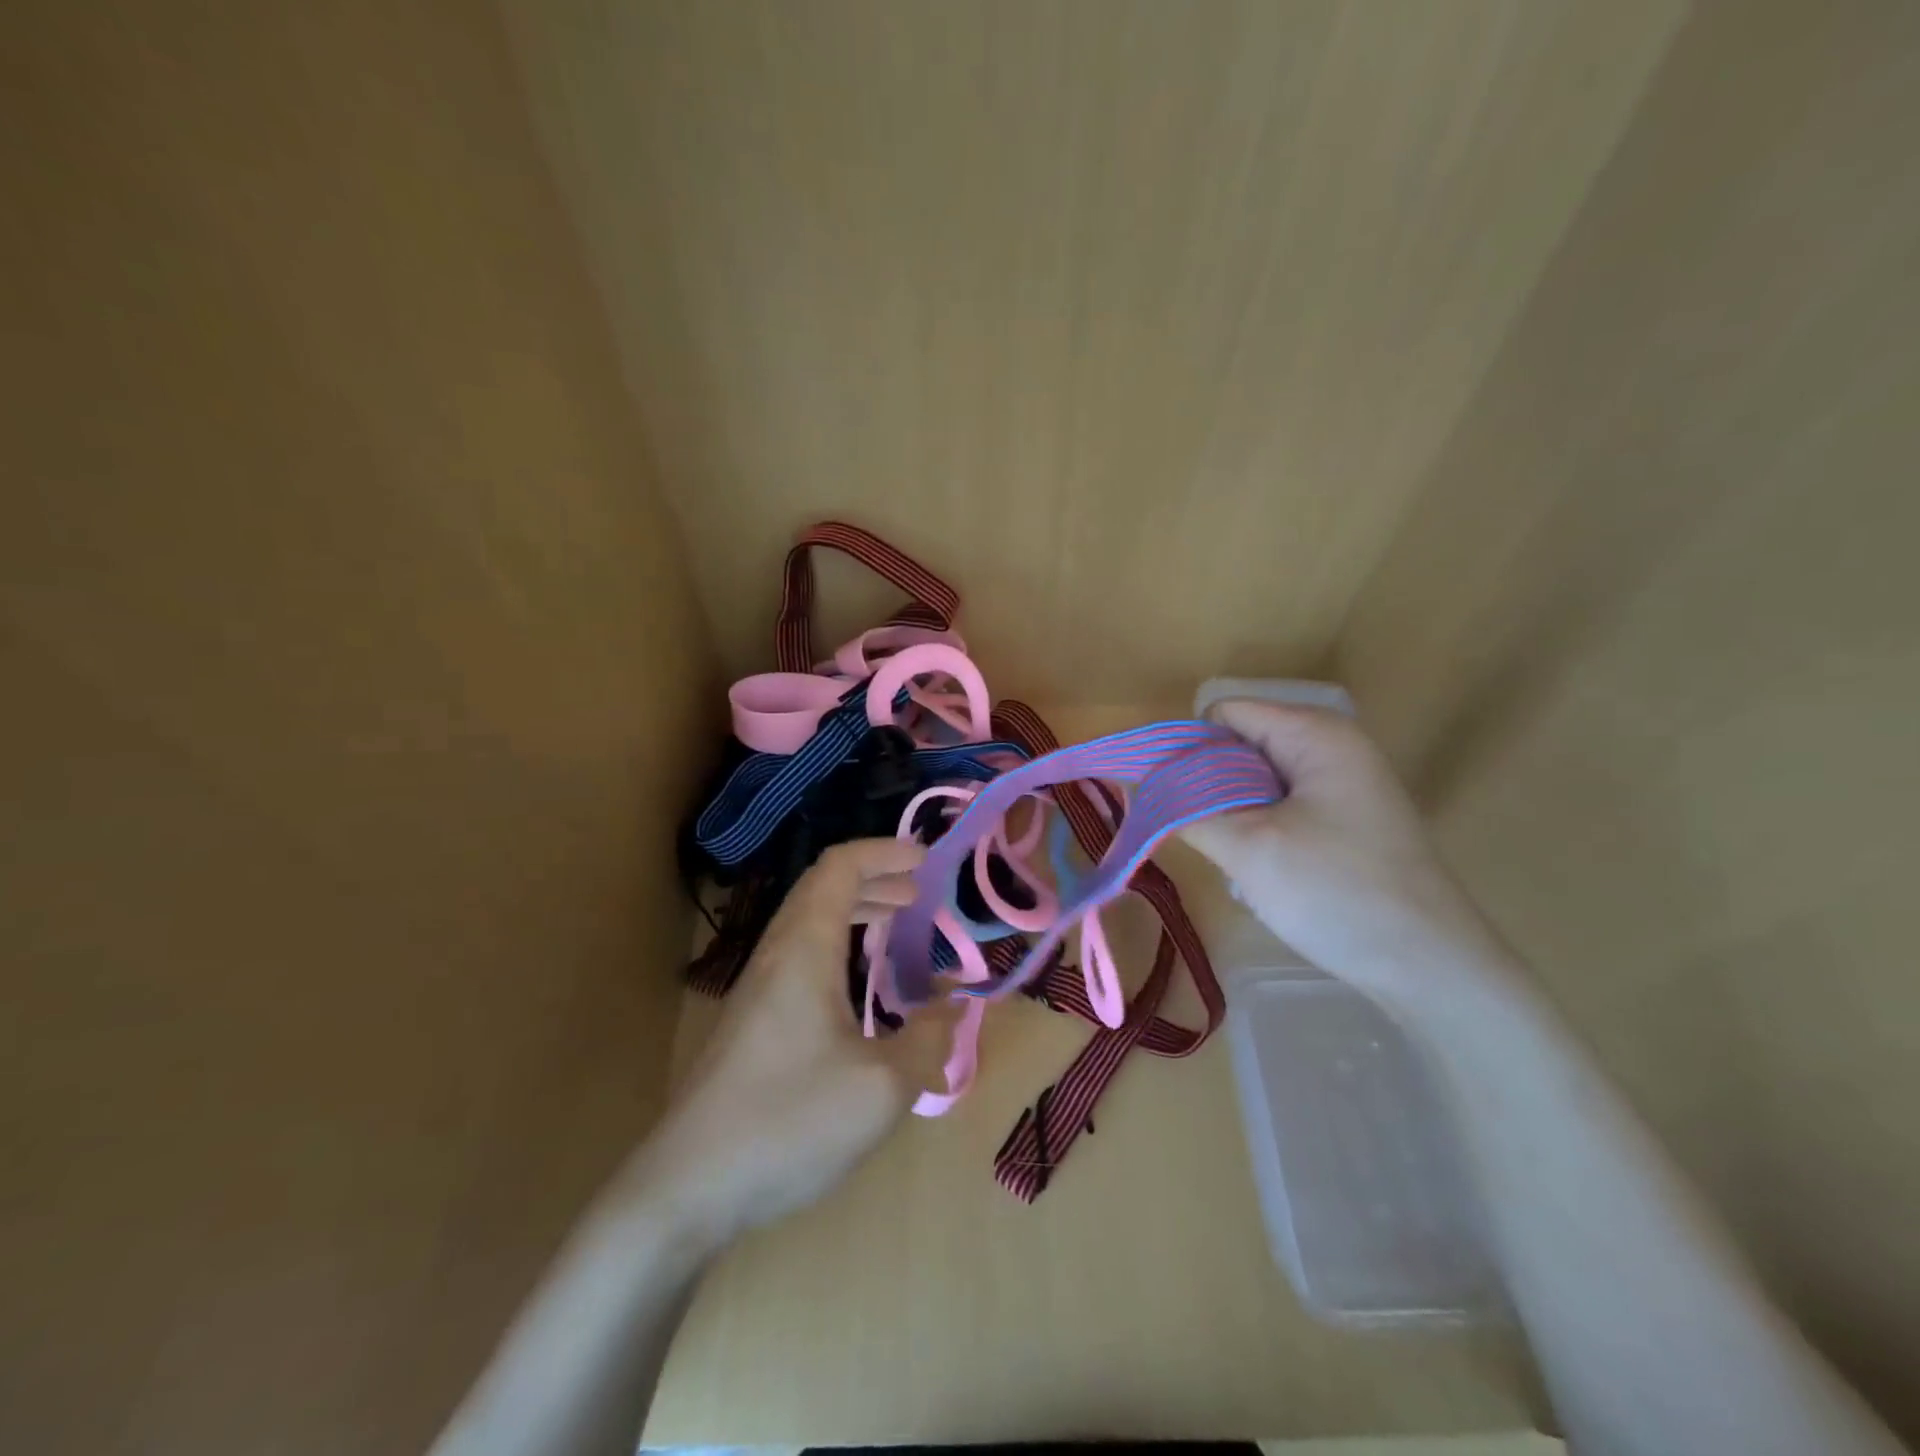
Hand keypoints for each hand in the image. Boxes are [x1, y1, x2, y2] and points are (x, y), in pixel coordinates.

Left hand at [622, 839, 956, 1250]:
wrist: (686, 1188)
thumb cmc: (788, 1122)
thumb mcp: (881, 1087)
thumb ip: (928, 1040)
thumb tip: (953, 1007)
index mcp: (804, 948)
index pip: (840, 867)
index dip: (884, 852)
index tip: (926, 859)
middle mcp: (777, 955)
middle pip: (823, 888)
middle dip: (876, 879)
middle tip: (919, 893)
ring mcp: (757, 989)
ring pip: (809, 922)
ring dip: (856, 911)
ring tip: (897, 923)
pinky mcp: (751, 1022)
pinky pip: (801, 956)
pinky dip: (839, 945)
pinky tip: (859, 985)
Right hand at [1181, 700, 1516, 1003]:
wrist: (1430, 967)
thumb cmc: (1337, 893)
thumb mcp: (1247, 849)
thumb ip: (1186, 810)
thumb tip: (1142, 788)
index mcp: (1314, 733)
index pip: (1223, 714)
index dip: (1188, 750)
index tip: (1169, 800)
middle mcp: (1331, 745)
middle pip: (1240, 743)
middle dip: (1208, 784)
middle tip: (1203, 834)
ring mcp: (1343, 782)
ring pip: (1256, 779)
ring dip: (1232, 811)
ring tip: (1235, 855)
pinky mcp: (1346, 817)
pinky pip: (1280, 804)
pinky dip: (1258, 827)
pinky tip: (1262, 866)